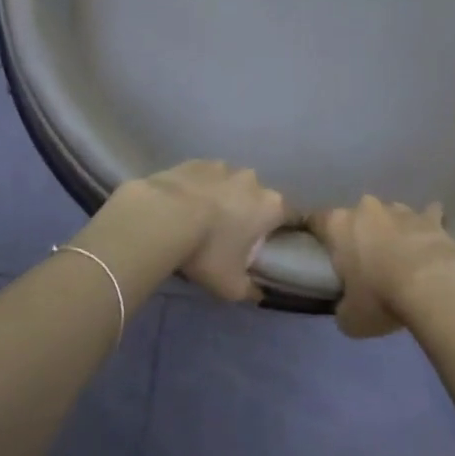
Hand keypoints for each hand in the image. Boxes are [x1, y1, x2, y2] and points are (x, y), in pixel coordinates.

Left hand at [124, 161, 292, 302]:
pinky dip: (199, 190)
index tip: (274, 244)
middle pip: (259, 198)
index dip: (286, 230)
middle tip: (232, 238)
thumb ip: (250, 290)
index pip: (292, 215)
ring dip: (223, 200)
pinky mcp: (195, 162)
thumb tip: (258, 293)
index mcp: (270, 206)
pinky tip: (182, 208)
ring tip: (202, 221)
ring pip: (231, 185)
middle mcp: (252, 180)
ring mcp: (223, 166)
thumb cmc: (207, 251)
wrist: (162, 216)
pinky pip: (205, 178)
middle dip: (250, 214)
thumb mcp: (231, 285)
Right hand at [307, 196, 454, 337]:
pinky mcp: (431, 217)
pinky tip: (431, 238)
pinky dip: (427, 226)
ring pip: (390, 215)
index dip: (315, 231)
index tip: (317, 245)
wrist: (432, 285)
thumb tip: (347, 307)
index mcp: (338, 226)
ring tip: (399, 256)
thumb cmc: (379, 297)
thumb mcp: (350, 318)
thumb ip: (343, 307)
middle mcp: (366, 209)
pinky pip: (427, 216)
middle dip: (359, 233)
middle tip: (363, 260)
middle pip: (356, 216)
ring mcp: (401, 210)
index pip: (316, 220)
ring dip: (391, 230)